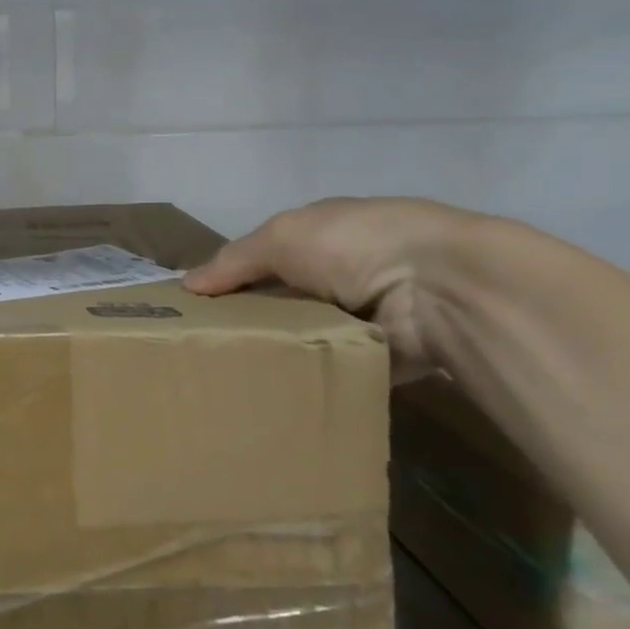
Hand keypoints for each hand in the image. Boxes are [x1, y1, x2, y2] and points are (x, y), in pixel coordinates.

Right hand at [183, 198, 481, 380]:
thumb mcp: (281, 238)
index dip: (232, 278)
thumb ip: (234, 260)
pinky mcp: (382, 357)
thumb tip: (187, 284)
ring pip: (306, 337)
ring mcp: (366, 315)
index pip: (267, 256)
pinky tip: (274, 393)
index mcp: (323, 235)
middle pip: (284, 299)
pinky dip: (311, 379)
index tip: (197, 308)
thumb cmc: (353, 245)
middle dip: (250, 319)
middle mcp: (345, 272)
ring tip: (231, 379)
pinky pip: (333, 369)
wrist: (442, 289)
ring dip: (279, 351)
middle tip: (206, 351)